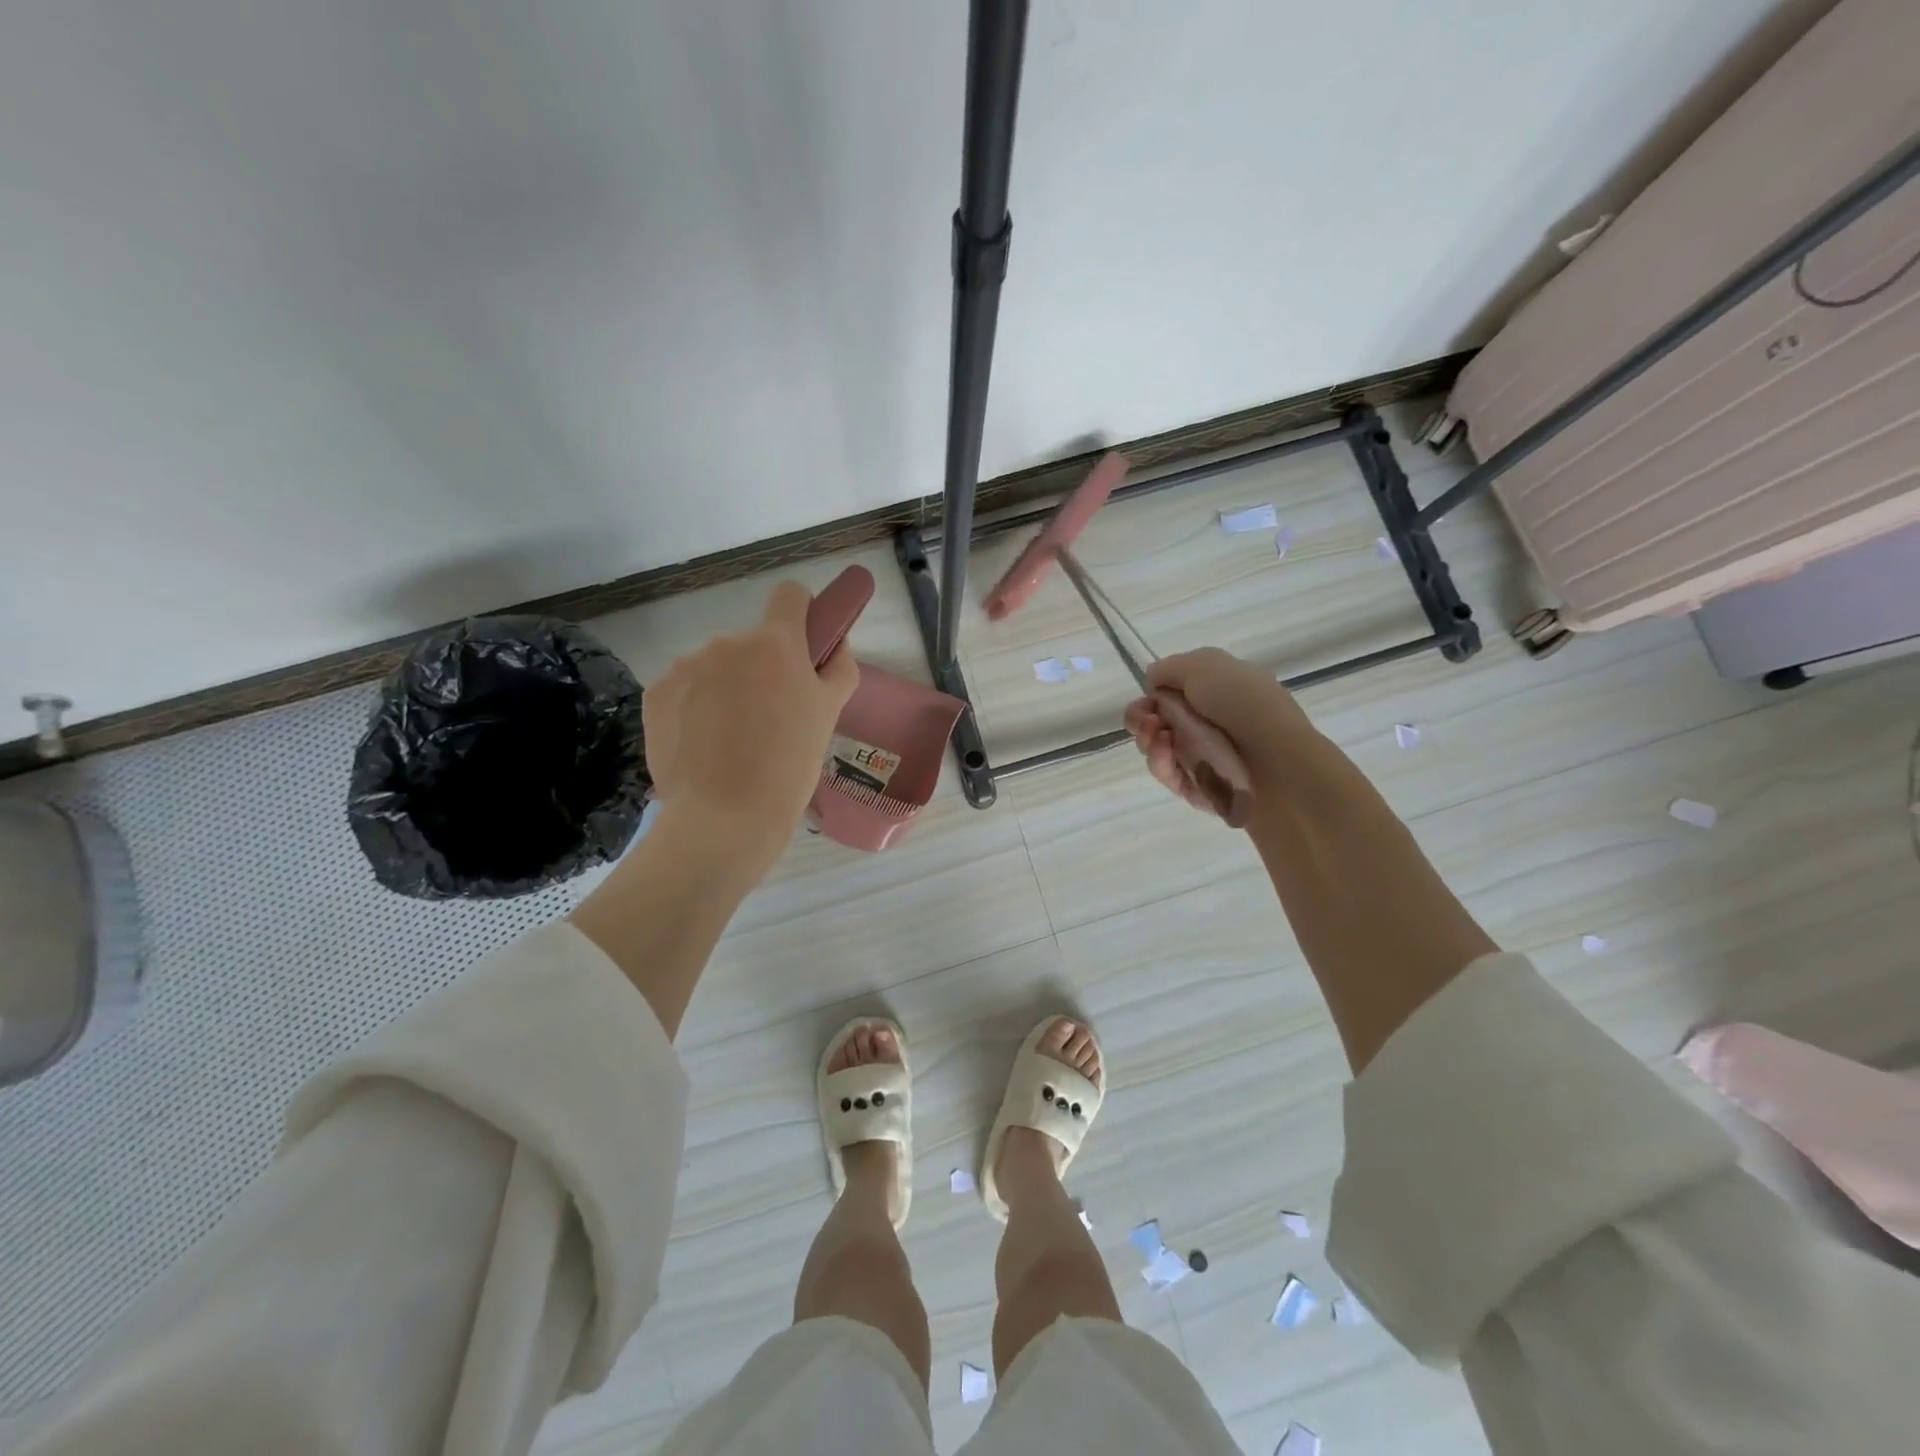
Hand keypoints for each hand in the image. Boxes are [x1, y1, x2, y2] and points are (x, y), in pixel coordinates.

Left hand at [642, 580, 858, 870]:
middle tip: (771, 719)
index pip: (790, 595)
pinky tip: (703, 746)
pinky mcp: (655, 694)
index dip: (802, 614)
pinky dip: (695, 708)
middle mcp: (727, 643)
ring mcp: (686, 666)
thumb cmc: (789, 767)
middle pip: (752, 643)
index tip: (805, 644)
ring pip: (716, 668)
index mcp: (775, 644)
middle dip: (762, 669)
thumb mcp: (829, 716)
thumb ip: (838, 668)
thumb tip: (834, 643)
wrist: (724, 817)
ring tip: (733, 740)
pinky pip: (685, 689)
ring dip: (727, 689)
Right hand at [1123, 647, 1315, 815]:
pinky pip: (1170, 776)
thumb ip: (1168, 669)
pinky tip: (1166, 758)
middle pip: (1158, 723)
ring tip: (1159, 742)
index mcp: (1218, 691)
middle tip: (1148, 724)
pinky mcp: (1202, 789)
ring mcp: (1207, 757)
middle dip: (1142, 721)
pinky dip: (1162, 766)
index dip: (1151, 697)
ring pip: (1159, 751)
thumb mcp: (1203, 666)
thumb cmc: (1244, 706)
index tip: (1147, 701)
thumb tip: (1153, 684)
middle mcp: (1212, 723)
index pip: (1171, 694)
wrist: (1278, 762)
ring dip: (1149, 743)